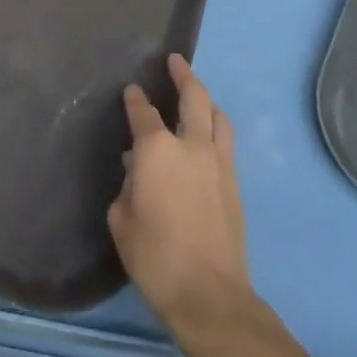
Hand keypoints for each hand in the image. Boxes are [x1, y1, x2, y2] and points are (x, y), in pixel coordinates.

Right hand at [108, 55, 258, 348]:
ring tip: (198, 93)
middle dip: (183, 74)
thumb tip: (137, 170)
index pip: (143, 112)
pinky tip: (208, 134)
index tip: (131, 91)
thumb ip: (128, 186)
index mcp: (156, 150)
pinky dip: (216, 126)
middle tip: (175, 61)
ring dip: (206, 98)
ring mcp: (218, 161)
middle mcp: (191, 145)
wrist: (210, 295)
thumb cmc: (155, 257)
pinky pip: (226, 140)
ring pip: (217, 115)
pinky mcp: (235, 182)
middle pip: (193, 96)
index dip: (135, 99)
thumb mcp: (121, 220)